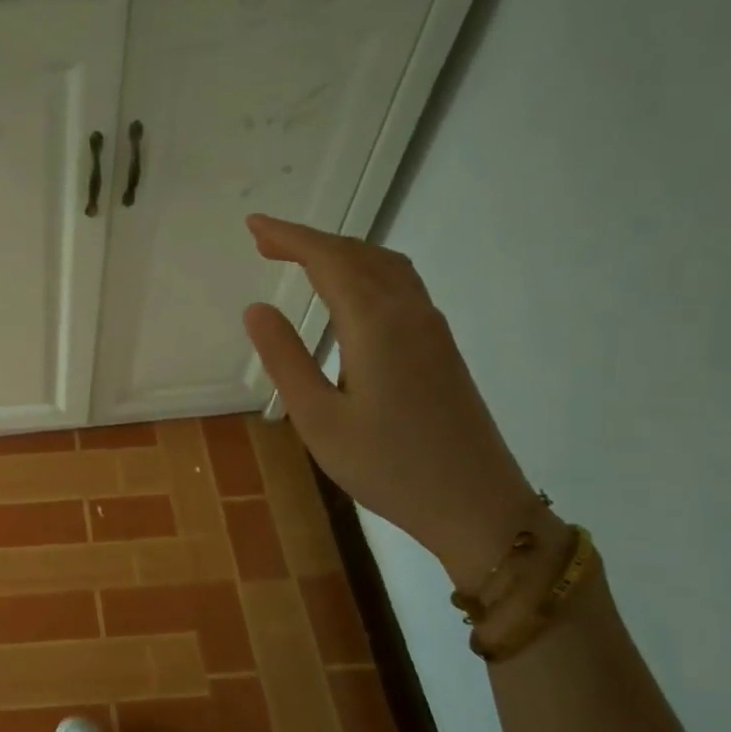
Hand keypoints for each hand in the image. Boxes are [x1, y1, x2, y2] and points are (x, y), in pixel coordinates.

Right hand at [241, 213, 540, 588]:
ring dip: (340, 253)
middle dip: (310, 241)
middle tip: (265, 241)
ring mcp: (431, 329)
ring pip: (385, 266)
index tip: (253, 226)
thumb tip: (257, 308)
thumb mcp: (318, 419)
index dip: (289, 237)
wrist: (477, 505)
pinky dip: (364, 271)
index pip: (328, 261)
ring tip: (300, 258)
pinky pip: (400, 286)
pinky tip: (348, 292)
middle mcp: (409, 314)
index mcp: (376, 326)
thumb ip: (285, 359)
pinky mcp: (440, 347)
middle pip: (358, 255)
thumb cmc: (387, 467)